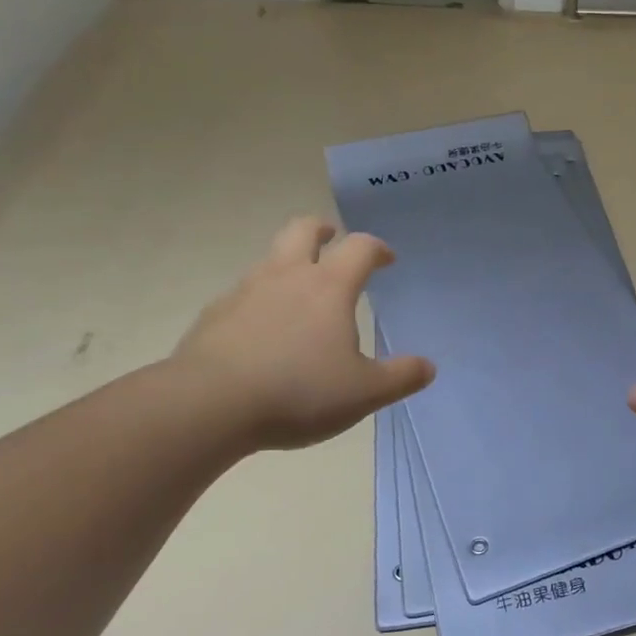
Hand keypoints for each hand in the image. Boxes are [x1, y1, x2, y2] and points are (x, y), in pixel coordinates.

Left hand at [172, 217, 433, 451]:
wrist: (208, 405)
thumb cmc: (298, 392)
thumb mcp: (363, 393)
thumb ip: (400, 377)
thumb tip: (427, 367)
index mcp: (328, 287)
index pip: (359, 248)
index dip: (377, 248)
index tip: (386, 259)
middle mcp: (286, 276)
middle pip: (303, 230)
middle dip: (322, 230)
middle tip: (332, 239)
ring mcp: (245, 291)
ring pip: (270, 259)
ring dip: (289, 263)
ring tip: (300, 293)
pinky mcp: (214, 315)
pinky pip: (243, 294)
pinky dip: (260, 299)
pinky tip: (263, 331)